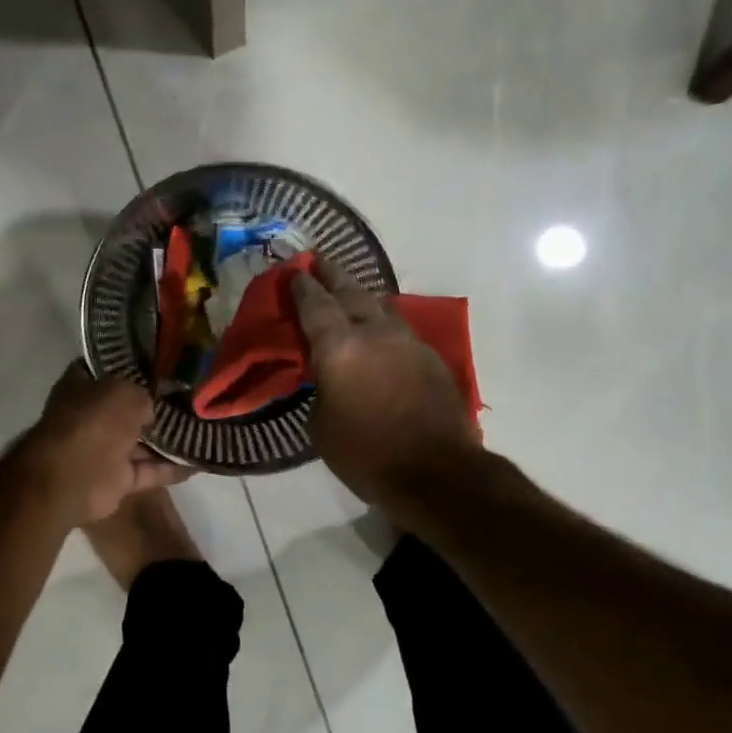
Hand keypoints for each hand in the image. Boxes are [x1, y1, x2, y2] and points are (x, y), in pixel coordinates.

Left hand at [25, 362, 192, 525]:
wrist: (74, 477)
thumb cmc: (94, 421)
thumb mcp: (124, 392)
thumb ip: (142, 394)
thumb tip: (151, 410)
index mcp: (82, 387)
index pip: (108, 370)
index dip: (133, 366)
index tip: (164, 364)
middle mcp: (92, 417)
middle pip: (128, 408)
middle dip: (156, 406)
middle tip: (193, 397)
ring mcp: (104, 450)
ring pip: (142, 442)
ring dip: (169, 439)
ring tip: (204, 428)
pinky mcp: (118, 479)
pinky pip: (150, 470)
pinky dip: (172, 468)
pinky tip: (201, 461)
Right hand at [290, 262, 479, 508]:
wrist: (437, 472)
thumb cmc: (366, 454)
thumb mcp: (321, 426)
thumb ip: (320, 389)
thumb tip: (329, 376)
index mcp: (339, 347)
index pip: (315, 304)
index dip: (302, 285)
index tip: (294, 269)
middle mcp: (374, 332)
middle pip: (351, 291)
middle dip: (333, 274)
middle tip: (319, 260)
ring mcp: (407, 341)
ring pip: (381, 305)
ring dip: (362, 295)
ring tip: (350, 292)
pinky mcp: (431, 357)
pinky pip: (400, 328)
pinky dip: (383, 322)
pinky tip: (379, 331)